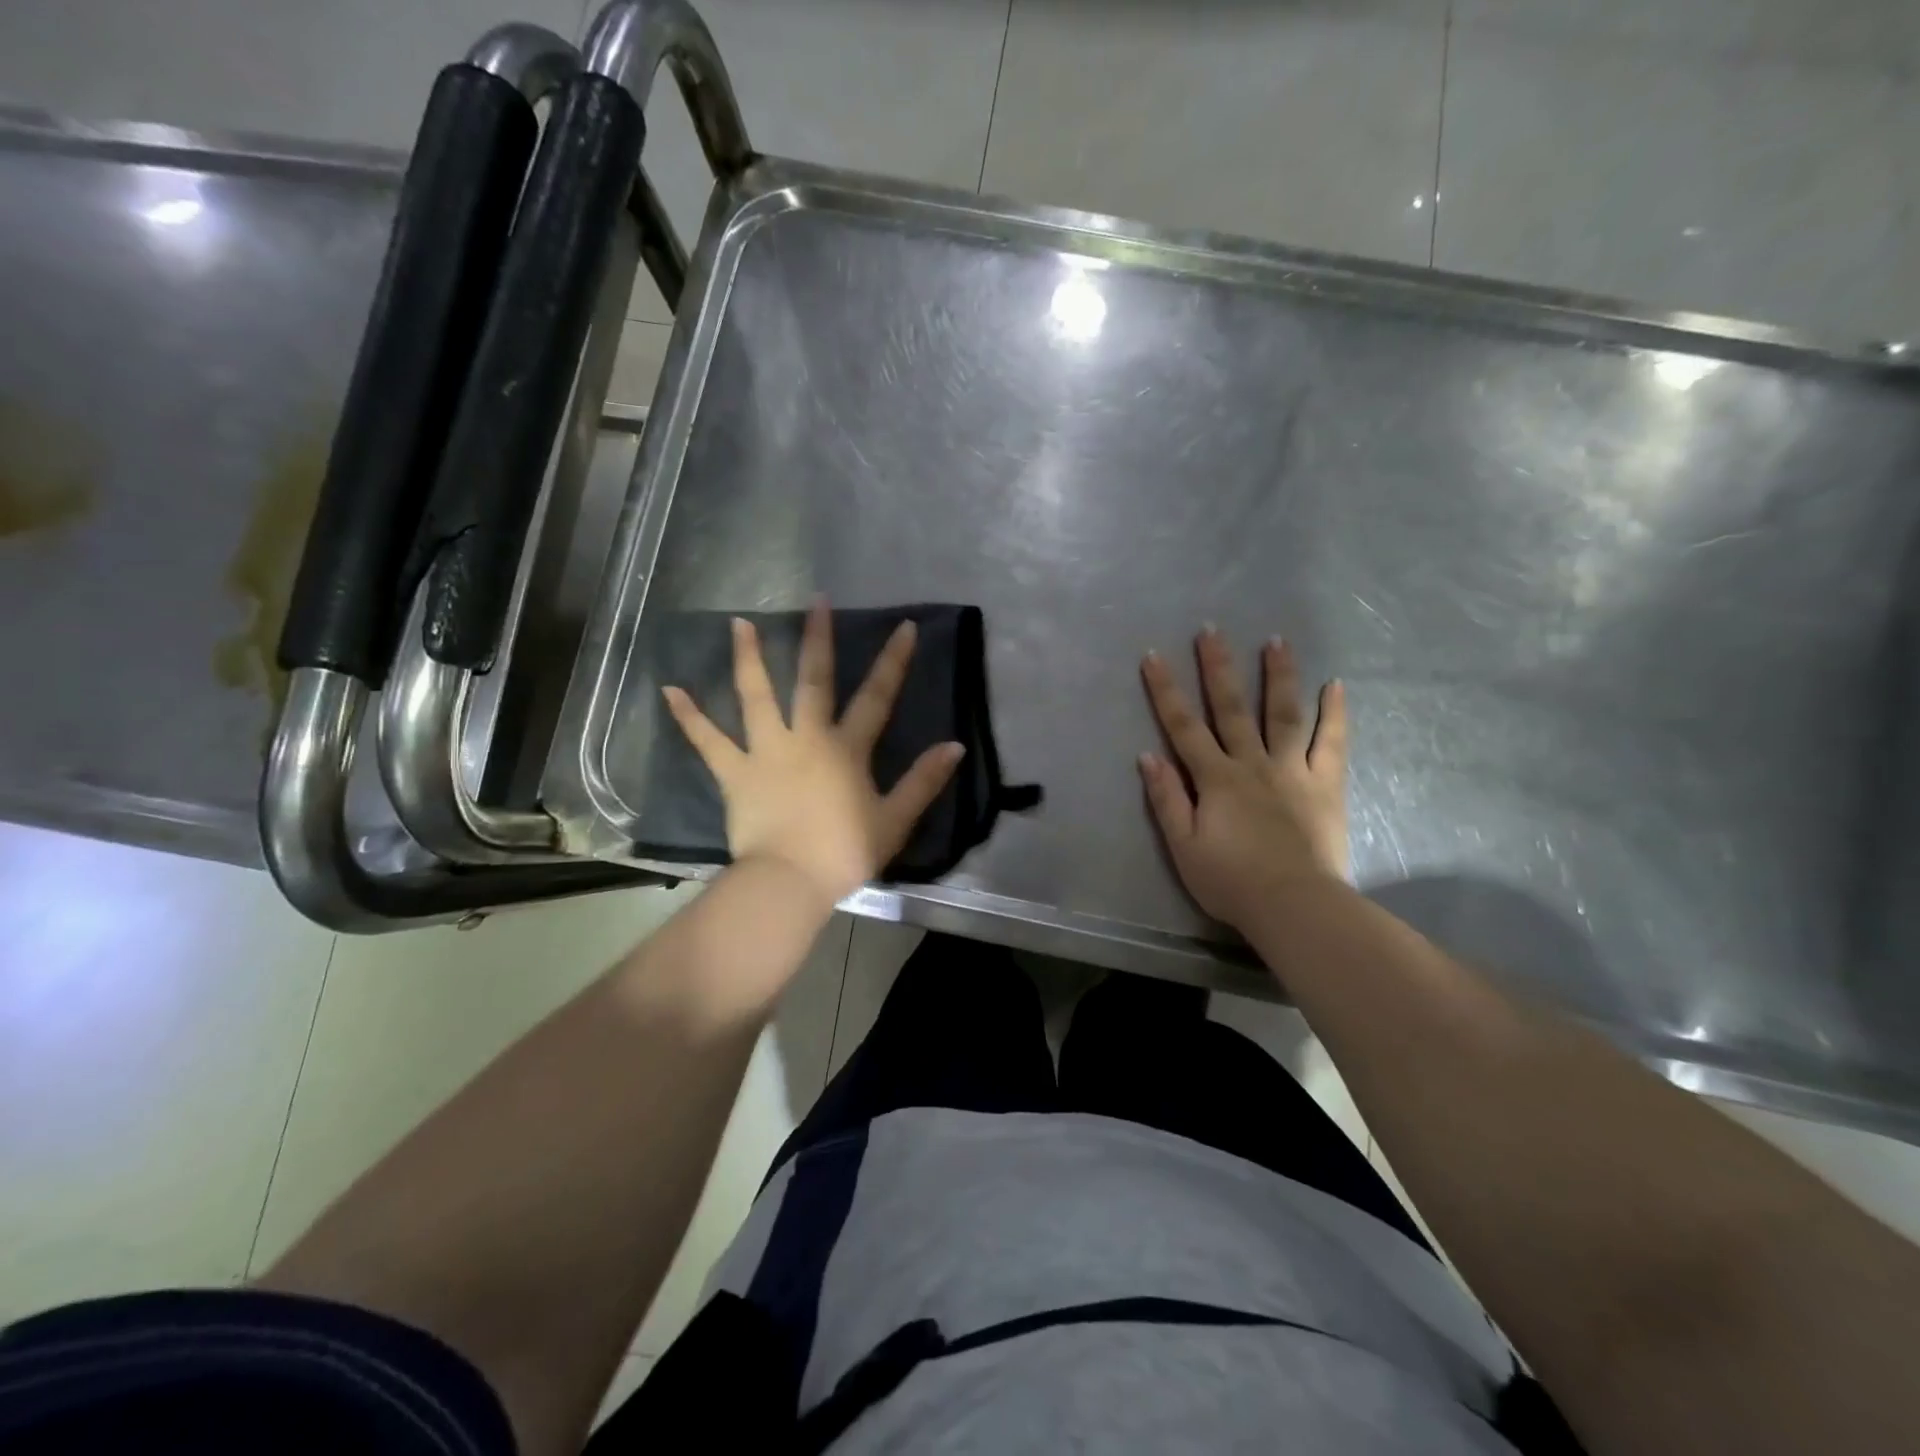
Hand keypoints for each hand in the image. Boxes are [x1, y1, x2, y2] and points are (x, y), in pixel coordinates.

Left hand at [662, 601, 964, 908]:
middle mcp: (806, 738)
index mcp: (846, 749)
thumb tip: (954, 746)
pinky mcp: (735, 773)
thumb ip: (924, 781)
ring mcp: (766, 752)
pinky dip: (689, 717)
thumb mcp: (894, 820)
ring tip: (738, 623)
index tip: (903, 627)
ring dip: (748, 658)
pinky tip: (669, 690)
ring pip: (756, 697)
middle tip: (816, 601)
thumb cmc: (844, 853)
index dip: (893, 662)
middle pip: (813, 681)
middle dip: (817, 639)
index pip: (876, 698)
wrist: (789, 882)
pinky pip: (708, 741)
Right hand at [1139, 627, 1349, 928]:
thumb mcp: (1183, 846)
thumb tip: (1148, 756)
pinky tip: (1335, 686)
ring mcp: (1293, 770)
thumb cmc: (1230, 881)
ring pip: (1283, 714)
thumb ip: (1167, 798)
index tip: (1153, 657)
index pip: (1183, 727)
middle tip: (1212, 630)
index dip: (1166, 691)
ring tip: (1276, 641)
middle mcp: (1253, 763)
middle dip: (1218, 668)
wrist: (1294, 905)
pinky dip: (1334, 714)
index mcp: (1215, 778)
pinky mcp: (1325, 785)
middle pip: (1231, 708)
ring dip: (1278, 676)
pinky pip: (1331, 743)